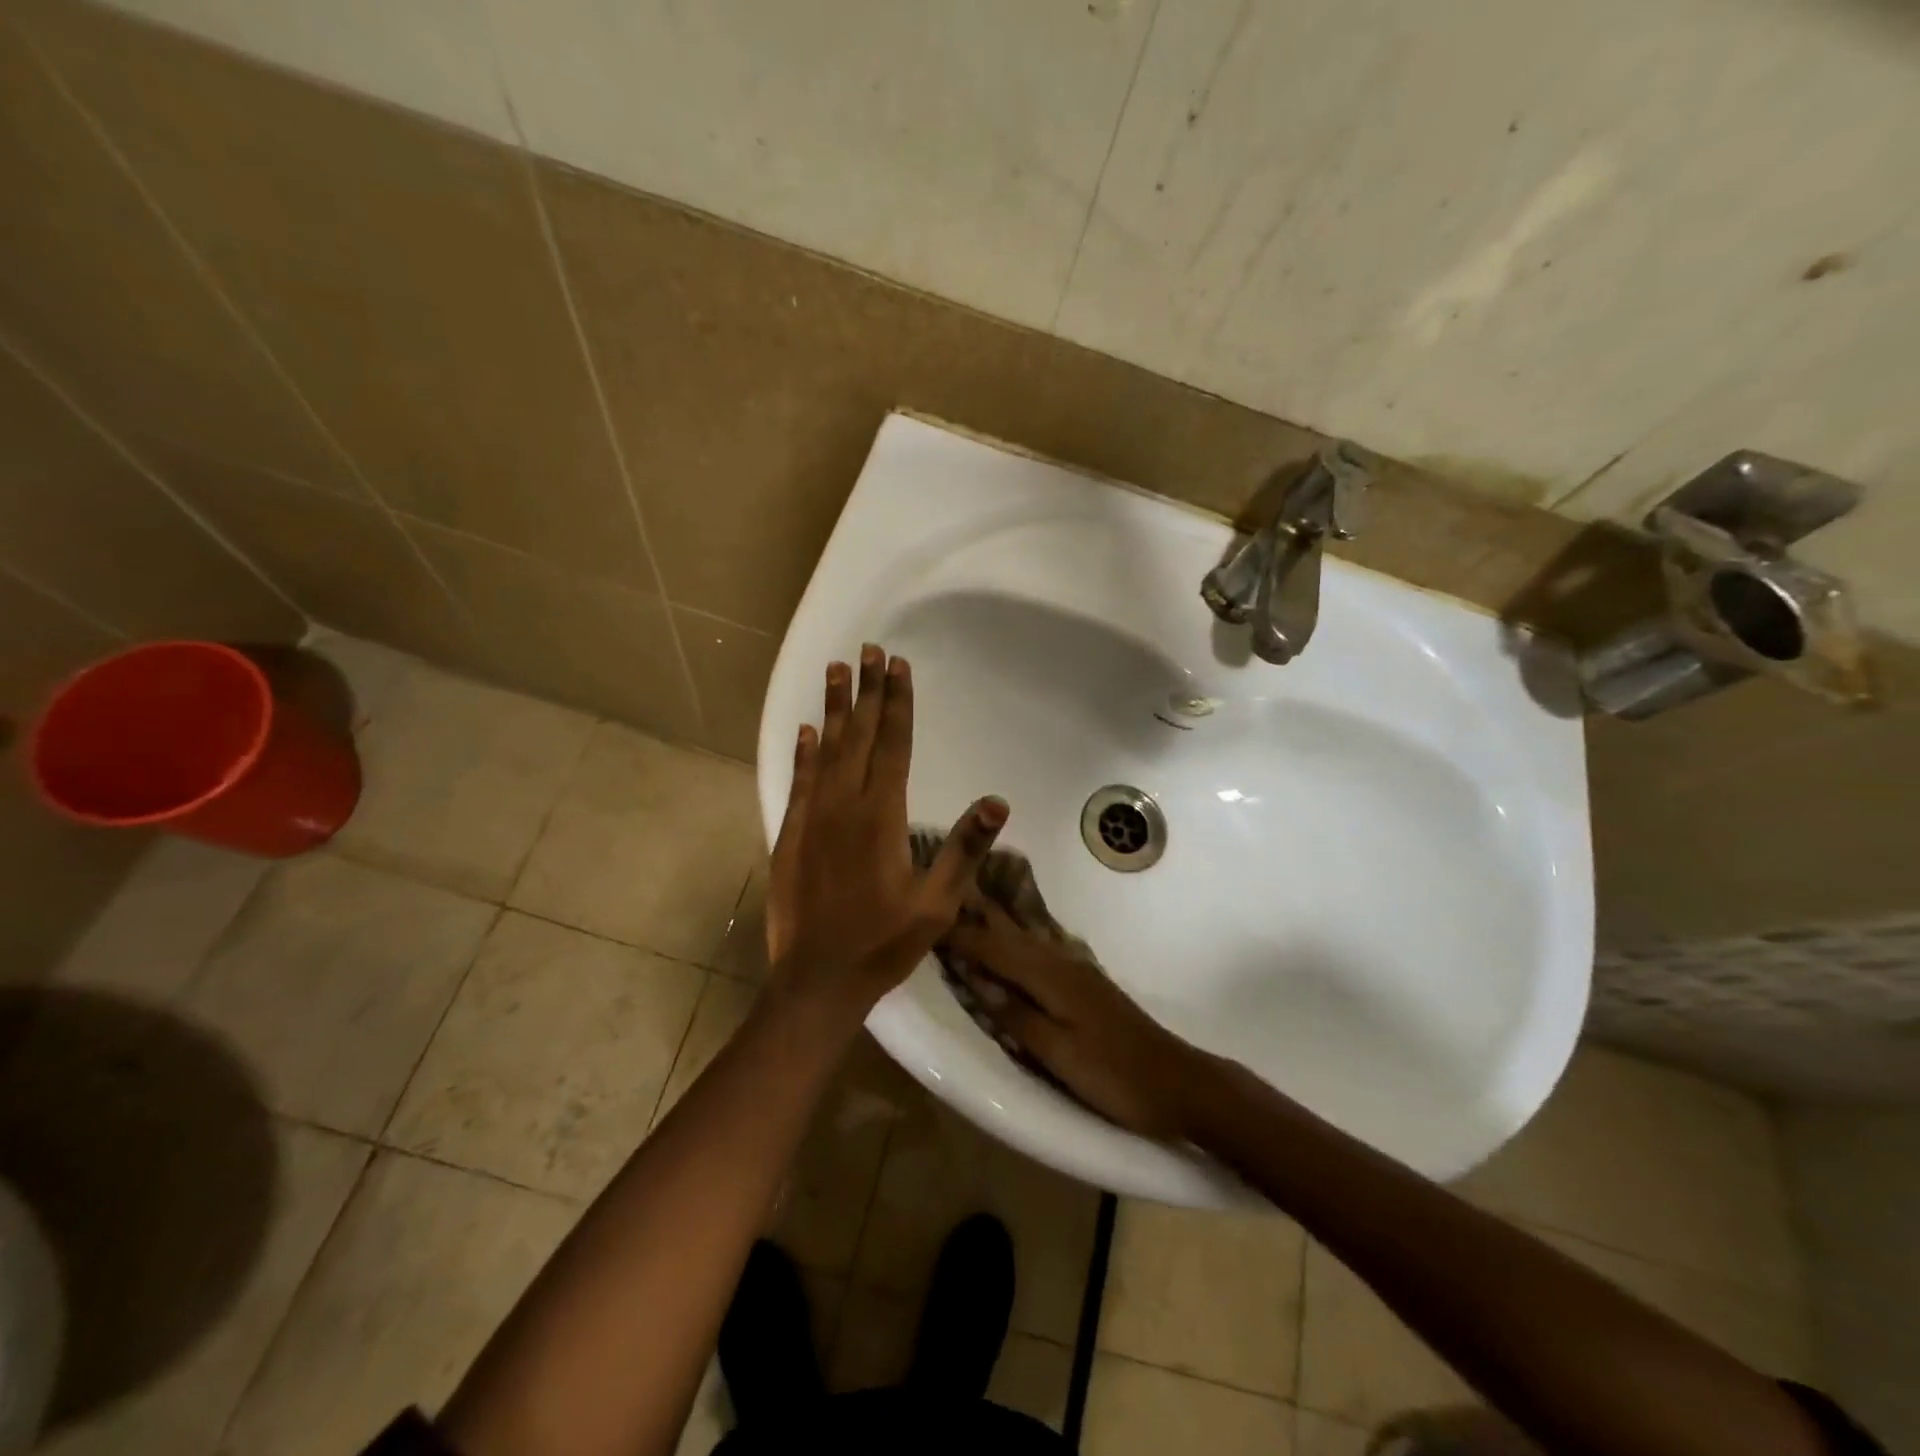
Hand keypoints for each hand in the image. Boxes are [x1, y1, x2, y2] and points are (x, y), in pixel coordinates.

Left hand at [764, 645, 1008, 1021]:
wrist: (816, 981)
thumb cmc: (882, 944)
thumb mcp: (936, 905)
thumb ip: (963, 850)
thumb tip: (998, 802)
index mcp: (882, 817)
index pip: (894, 745)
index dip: (898, 703)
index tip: (897, 666)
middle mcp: (844, 806)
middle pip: (860, 736)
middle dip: (867, 691)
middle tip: (868, 650)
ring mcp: (812, 818)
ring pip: (826, 750)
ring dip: (833, 708)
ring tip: (836, 670)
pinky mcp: (790, 835)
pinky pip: (799, 782)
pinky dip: (804, 752)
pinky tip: (806, 730)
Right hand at [944, 902, 1202, 1141]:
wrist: (1178, 1082)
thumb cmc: (1115, 1075)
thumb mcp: (1060, 1054)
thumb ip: (1018, 1017)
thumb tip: (977, 983)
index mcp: (1051, 977)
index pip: (994, 948)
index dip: (960, 936)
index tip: (926, 920)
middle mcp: (1062, 962)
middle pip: (1010, 933)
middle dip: (976, 916)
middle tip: (944, 895)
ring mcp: (1077, 970)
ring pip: (1025, 939)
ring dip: (995, 924)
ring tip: (967, 910)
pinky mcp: (1085, 983)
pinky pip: (1038, 951)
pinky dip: (1015, 943)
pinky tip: (1010, 944)